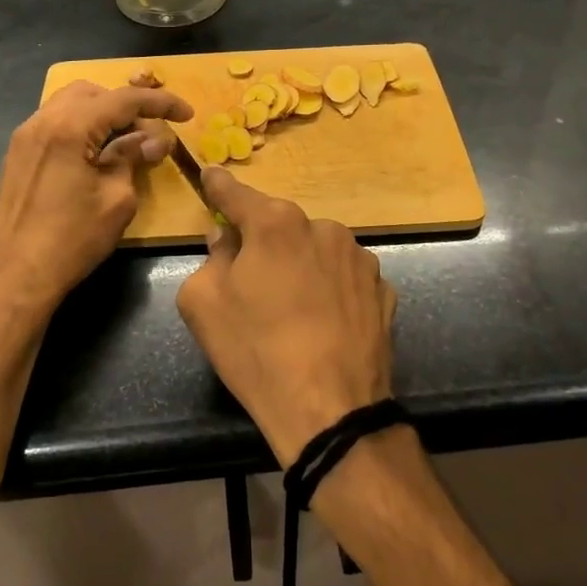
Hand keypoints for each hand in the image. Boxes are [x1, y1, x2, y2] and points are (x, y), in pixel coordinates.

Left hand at [0, 74, 192, 310]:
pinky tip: (97, 153)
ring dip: (102, 114)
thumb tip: (151, 140)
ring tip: (126, 141)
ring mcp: (25, 136)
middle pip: (93, 93)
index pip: (123, 99)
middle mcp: (43, 120)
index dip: (160, 103)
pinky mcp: (18, 154)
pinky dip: (81, 127)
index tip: (187, 114)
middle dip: (126, 105)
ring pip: (70, 104)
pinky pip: (55, 123)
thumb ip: (132, 158)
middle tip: (151, 133)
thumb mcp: (116, 199)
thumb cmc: (71, 240)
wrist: (13, 275)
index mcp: (69, 127)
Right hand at [176, 168, 397, 465]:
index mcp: (276, 224)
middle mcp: (323, 228)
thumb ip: (210, 257)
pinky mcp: (383, 290)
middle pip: (280, 226)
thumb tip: (226, 238)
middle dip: (262, 242)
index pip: (236, 194)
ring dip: (299, 265)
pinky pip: (343, 278)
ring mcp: (360, 258)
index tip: (210, 174)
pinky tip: (323, 324)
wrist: (331, 411)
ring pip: (315, 250)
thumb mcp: (203, 303)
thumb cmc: (256, 351)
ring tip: (292, 311)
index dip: (218, 186)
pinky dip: (330, 289)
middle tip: (249, 280)